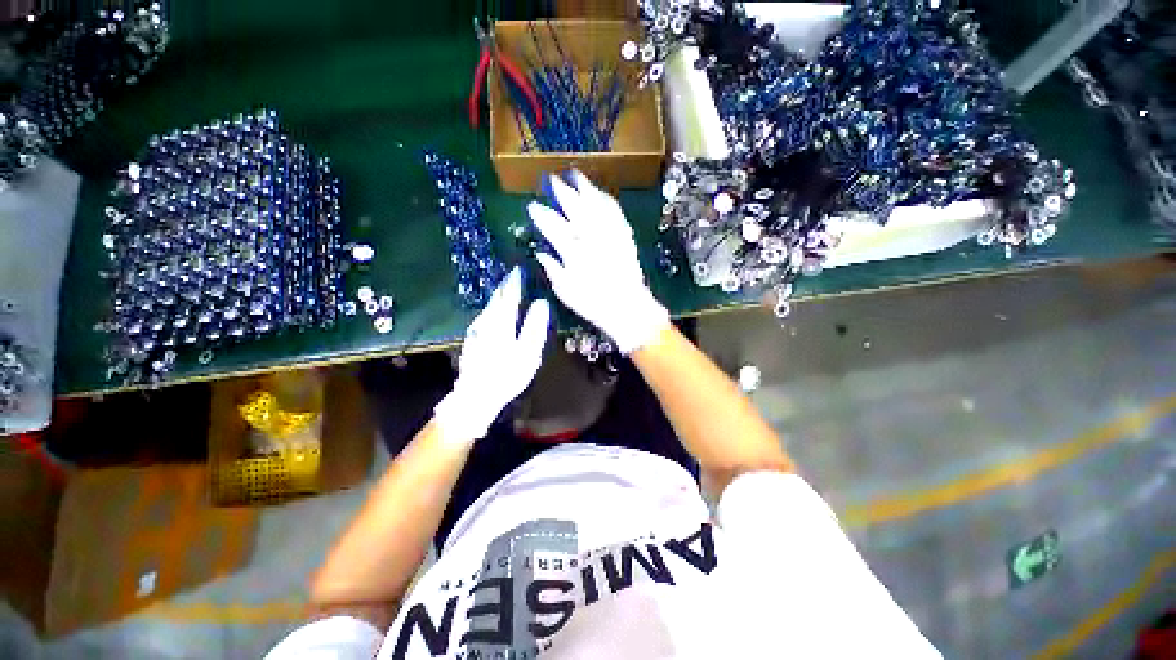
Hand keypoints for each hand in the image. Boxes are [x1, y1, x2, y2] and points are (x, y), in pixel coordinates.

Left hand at [434, 267, 550, 443]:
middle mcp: (486, 320)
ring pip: (488, 306)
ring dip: (498, 295)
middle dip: (504, 285)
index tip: (519, 268)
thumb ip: (534, 326)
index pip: (509, 294)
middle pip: (496, 297)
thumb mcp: (527, 351)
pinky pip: (484, 316)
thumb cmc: (507, 374)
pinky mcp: (472, 339)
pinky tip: (494, 312)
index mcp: (501, 321)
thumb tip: (541, 303)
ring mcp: (476, 330)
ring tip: (506, 289)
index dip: (515, 281)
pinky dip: (492, 308)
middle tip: (513, 274)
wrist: (476, 395)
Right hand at [527, 171, 669, 353]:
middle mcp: (591, 238)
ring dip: (584, 188)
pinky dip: (605, 199)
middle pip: (574, 208)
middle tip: (552, 179)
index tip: (532, 205)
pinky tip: (599, 193)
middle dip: (561, 191)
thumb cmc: (592, 303)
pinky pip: (615, 211)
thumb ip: (552, 268)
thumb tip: (541, 252)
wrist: (627, 307)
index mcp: (573, 252)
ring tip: (575, 175)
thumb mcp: (565, 291)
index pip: (552, 227)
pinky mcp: (624, 235)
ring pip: (595, 204)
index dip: (541, 214)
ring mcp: (610, 234)